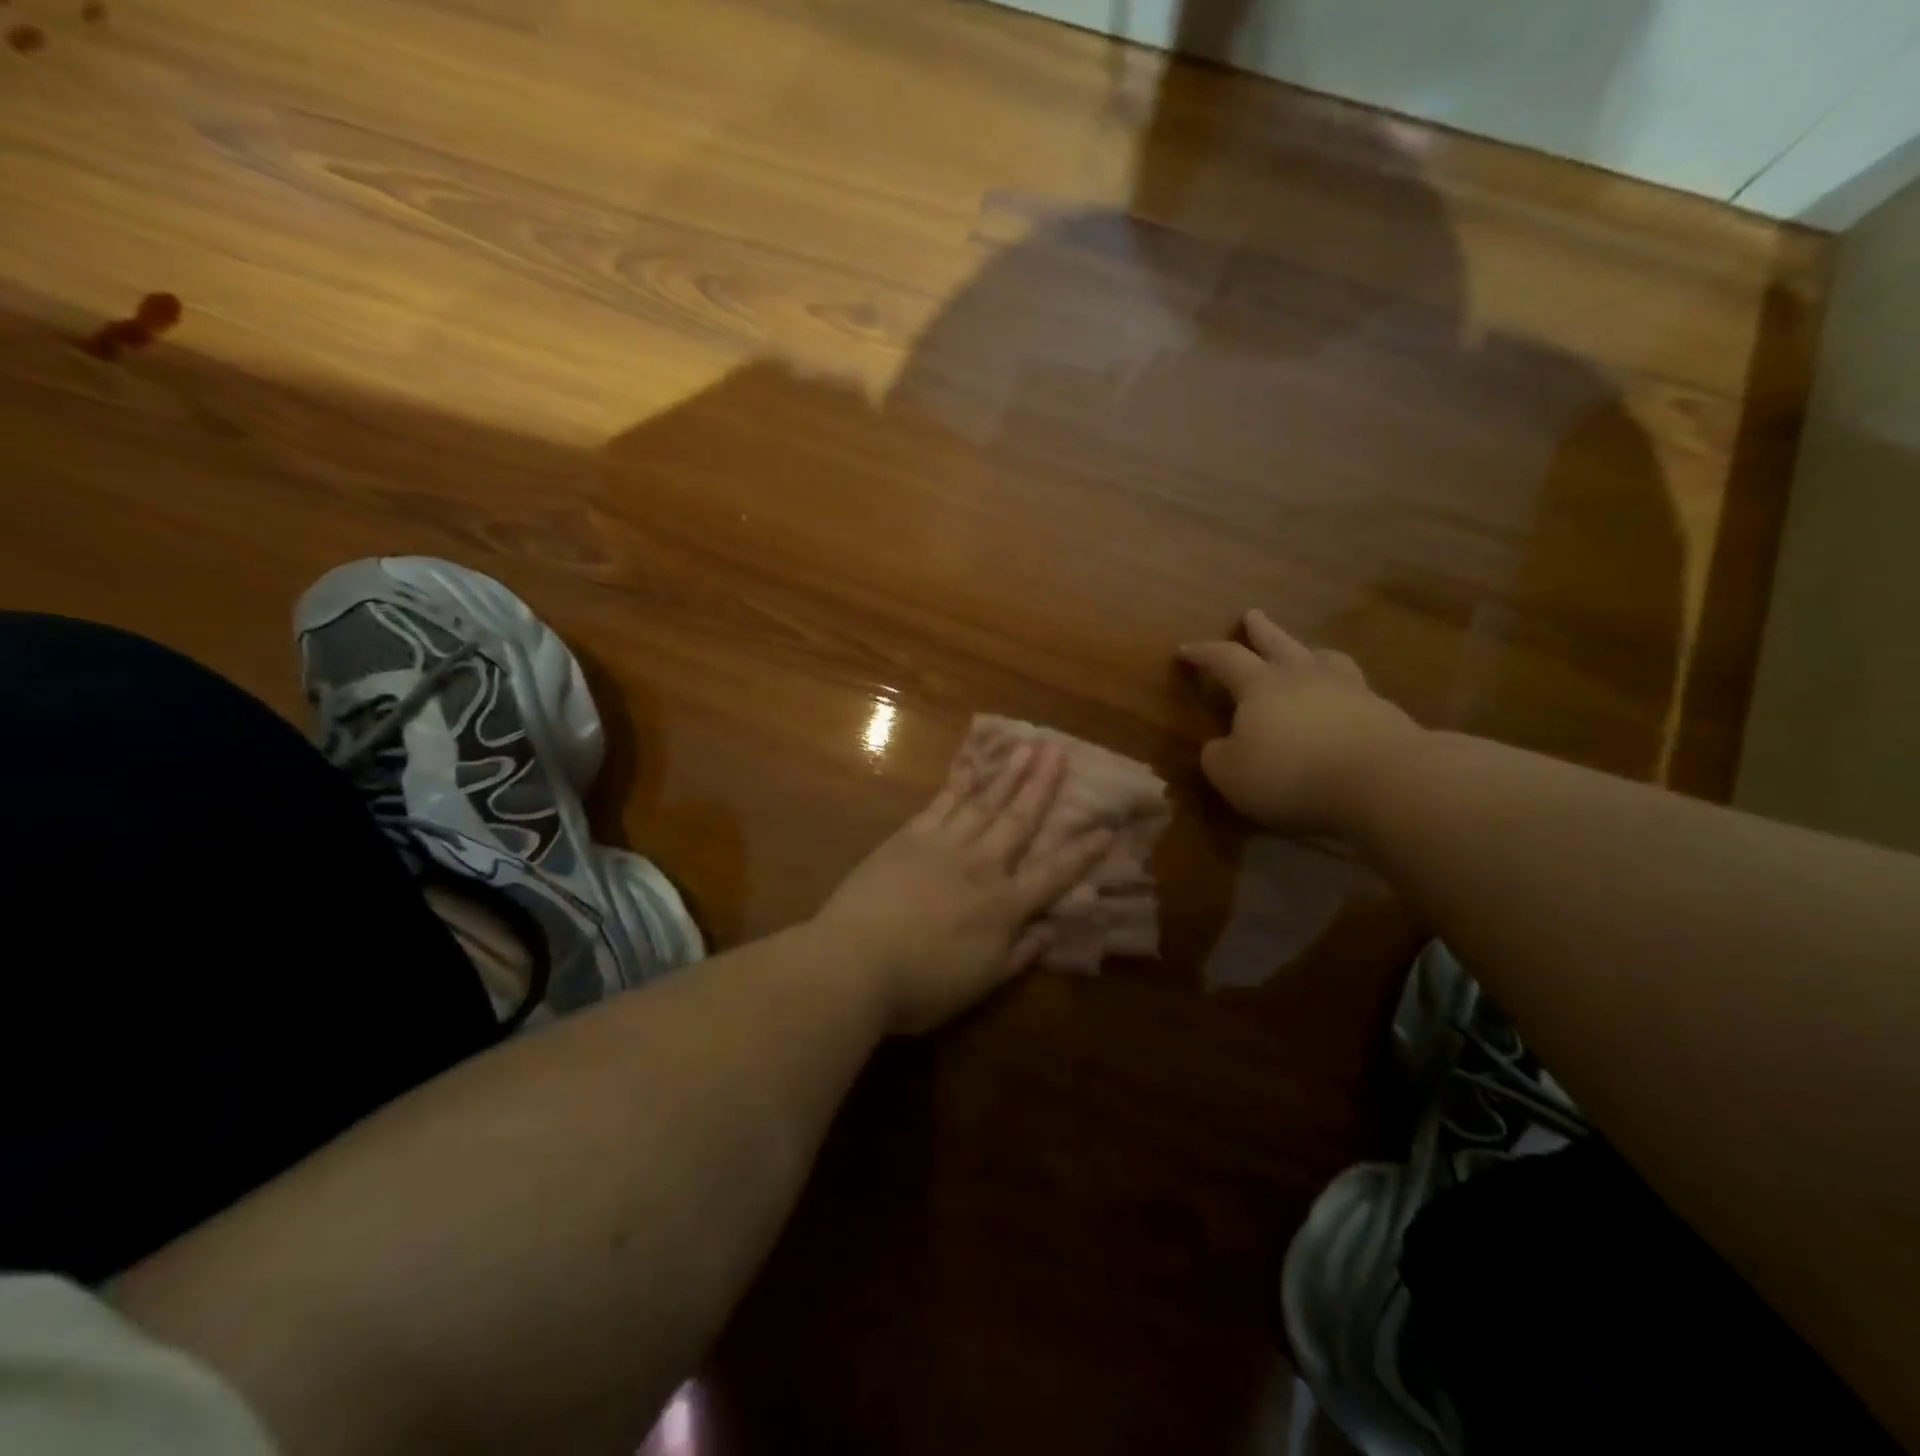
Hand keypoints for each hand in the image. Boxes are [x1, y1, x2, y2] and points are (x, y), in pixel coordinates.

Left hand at [816, 742, 1112, 1034]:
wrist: (855, 962)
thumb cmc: (920, 985)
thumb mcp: (981, 982)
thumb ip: (1020, 954)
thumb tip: (1052, 929)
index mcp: (1003, 906)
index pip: (1053, 874)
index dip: (1082, 852)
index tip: (1106, 828)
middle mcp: (981, 866)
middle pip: (1020, 820)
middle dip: (1043, 786)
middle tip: (1061, 752)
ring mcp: (944, 845)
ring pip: (985, 802)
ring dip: (1009, 773)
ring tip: (1028, 745)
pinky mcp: (910, 836)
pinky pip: (942, 802)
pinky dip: (960, 781)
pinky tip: (973, 764)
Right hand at [1179, 609, 1421, 835]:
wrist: (1380, 780)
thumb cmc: (1290, 774)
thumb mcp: (1231, 774)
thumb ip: (1218, 756)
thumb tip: (1219, 745)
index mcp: (1260, 686)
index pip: (1225, 659)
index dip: (1204, 653)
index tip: (1185, 649)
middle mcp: (1302, 676)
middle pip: (1278, 643)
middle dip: (1261, 629)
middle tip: (1252, 614)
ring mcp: (1348, 689)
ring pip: (1324, 659)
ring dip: (1309, 652)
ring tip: (1307, 652)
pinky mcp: (1382, 711)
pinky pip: (1355, 689)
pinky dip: (1342, 690)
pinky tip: (1343, 700)